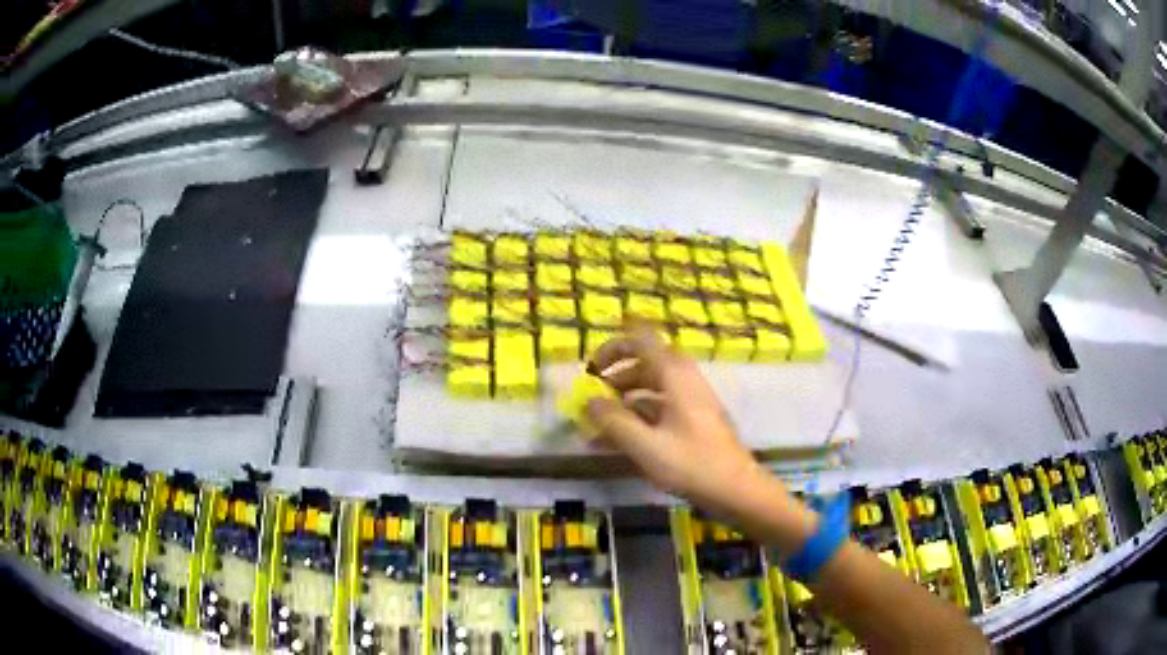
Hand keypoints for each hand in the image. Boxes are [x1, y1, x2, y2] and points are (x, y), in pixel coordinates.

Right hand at [586, 326, 763, 510]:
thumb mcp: (646, 445)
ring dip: (624, 399)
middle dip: (615, 377)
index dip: (613, 346)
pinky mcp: (694, 417)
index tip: (591, 368)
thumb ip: (614, 421)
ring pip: (651, 385)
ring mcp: (691, 397)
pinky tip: (621, 440)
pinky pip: (661, 405)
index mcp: (674, 374)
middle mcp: (683, 378)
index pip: (641, 338)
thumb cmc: (691, 464)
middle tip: (593, 398)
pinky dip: (639, 415)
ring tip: (600, 425)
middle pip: (644, 362)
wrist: (736, 488)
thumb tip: (589, 401)